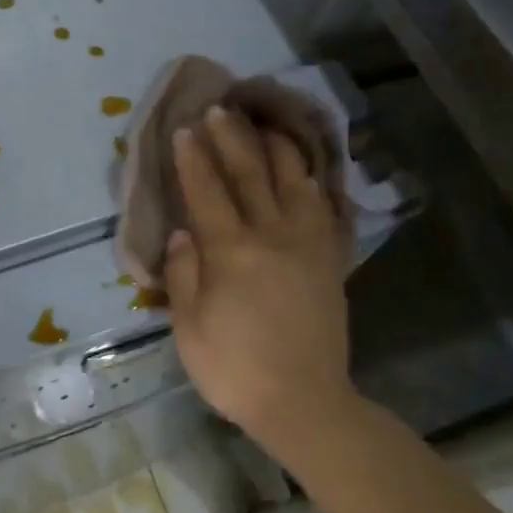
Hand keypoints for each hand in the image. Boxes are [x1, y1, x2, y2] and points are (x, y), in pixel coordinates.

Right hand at [164, 106, 358, 453]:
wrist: (305, 403)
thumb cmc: (235, 369)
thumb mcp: (190, 329)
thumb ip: (184, 274)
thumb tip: (183, 233)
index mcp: (231, 253)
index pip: (207, 192)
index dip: (193, 159)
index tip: (184, 129)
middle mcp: (272, 237)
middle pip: (250, 175)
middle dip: (231, 139)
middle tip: (220, 109)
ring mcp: (307, 245)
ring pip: (293, 182)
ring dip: (276, 148)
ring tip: (264, 124)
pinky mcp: (330, 260)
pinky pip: (323, 209)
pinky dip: (312, 182)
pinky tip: (304, 170)